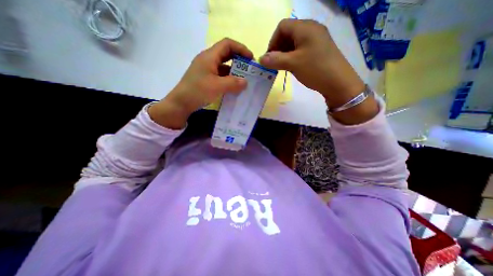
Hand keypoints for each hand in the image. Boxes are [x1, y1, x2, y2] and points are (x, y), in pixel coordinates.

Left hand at [148, 37, 251, 129]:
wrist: (181, 103)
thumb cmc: (198, 91)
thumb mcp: (217, 86)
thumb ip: (233, 83)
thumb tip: (245, 82)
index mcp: (209, 57)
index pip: (227, 44)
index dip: (241, 48)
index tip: (251, 58)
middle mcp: (208, 60)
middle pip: (226, 54)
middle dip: (239, 60)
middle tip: (249, 69)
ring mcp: (207, 70)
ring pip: (224, 66)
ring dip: (234, 72)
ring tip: (244, 80)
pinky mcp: (206, 79)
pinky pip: (221, 76)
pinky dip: (229, 79)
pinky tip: (234, 87)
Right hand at [258, 19, 377, 124]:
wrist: (338, 82)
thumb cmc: (315, 69)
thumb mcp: (293, 64)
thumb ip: (275, 60)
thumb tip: (260, 59)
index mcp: (305, 27)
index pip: (282, 27)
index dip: (273, 41)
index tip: (270, 57)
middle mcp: (311, 29)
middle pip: (288, 33)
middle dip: (278, 48)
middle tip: (275, 64)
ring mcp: (316, 39)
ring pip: (294, 42)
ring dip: (285, 53)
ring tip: (283, 67)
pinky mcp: (319, 49)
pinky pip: (301, 49)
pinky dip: (293, 56)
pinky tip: (292, 66)